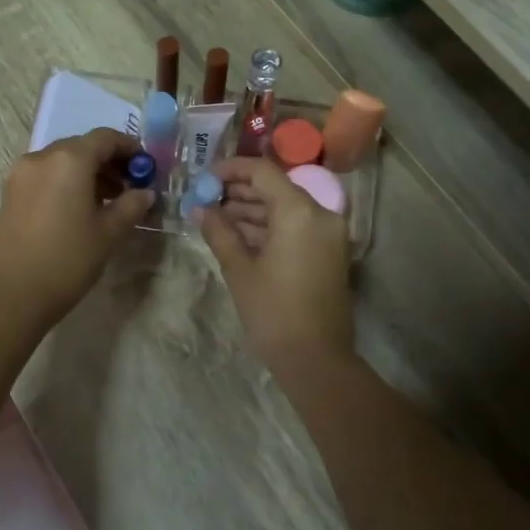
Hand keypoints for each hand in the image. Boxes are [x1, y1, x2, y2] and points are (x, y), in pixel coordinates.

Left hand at [0, 129, 154, 326]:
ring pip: (61, 161)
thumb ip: (131, 206)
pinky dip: (65, 182)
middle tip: (128, 187)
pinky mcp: (10, 193)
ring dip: (86, 172)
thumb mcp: (109, 233)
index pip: (105, 138)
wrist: (14, 295)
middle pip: (82, 146)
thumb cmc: (68, 260)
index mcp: (69, 160)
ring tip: (106, 202)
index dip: (129, 148)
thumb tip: (144, 193)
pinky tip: (78, 209)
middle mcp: (42, 157)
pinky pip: (45, 175)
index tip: (145, 168)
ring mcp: (21, 174)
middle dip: (108, 162)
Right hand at [199, 158, 353, 370]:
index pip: (262, 172)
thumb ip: (219, 232)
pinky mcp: (329, 252)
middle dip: (239, 191)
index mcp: (299, 211)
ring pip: (286, 208)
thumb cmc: (273, 312)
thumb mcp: (239, 270)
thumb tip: (200, 209)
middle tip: (206, 199)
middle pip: (275, 188)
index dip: (230, 170)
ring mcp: (328, 233)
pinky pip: (296, 226)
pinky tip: (239, 234)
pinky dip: (270, 227)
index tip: (204, 178)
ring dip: (252, 210)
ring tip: (216, 217)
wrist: (316, 359)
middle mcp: (320, 214)